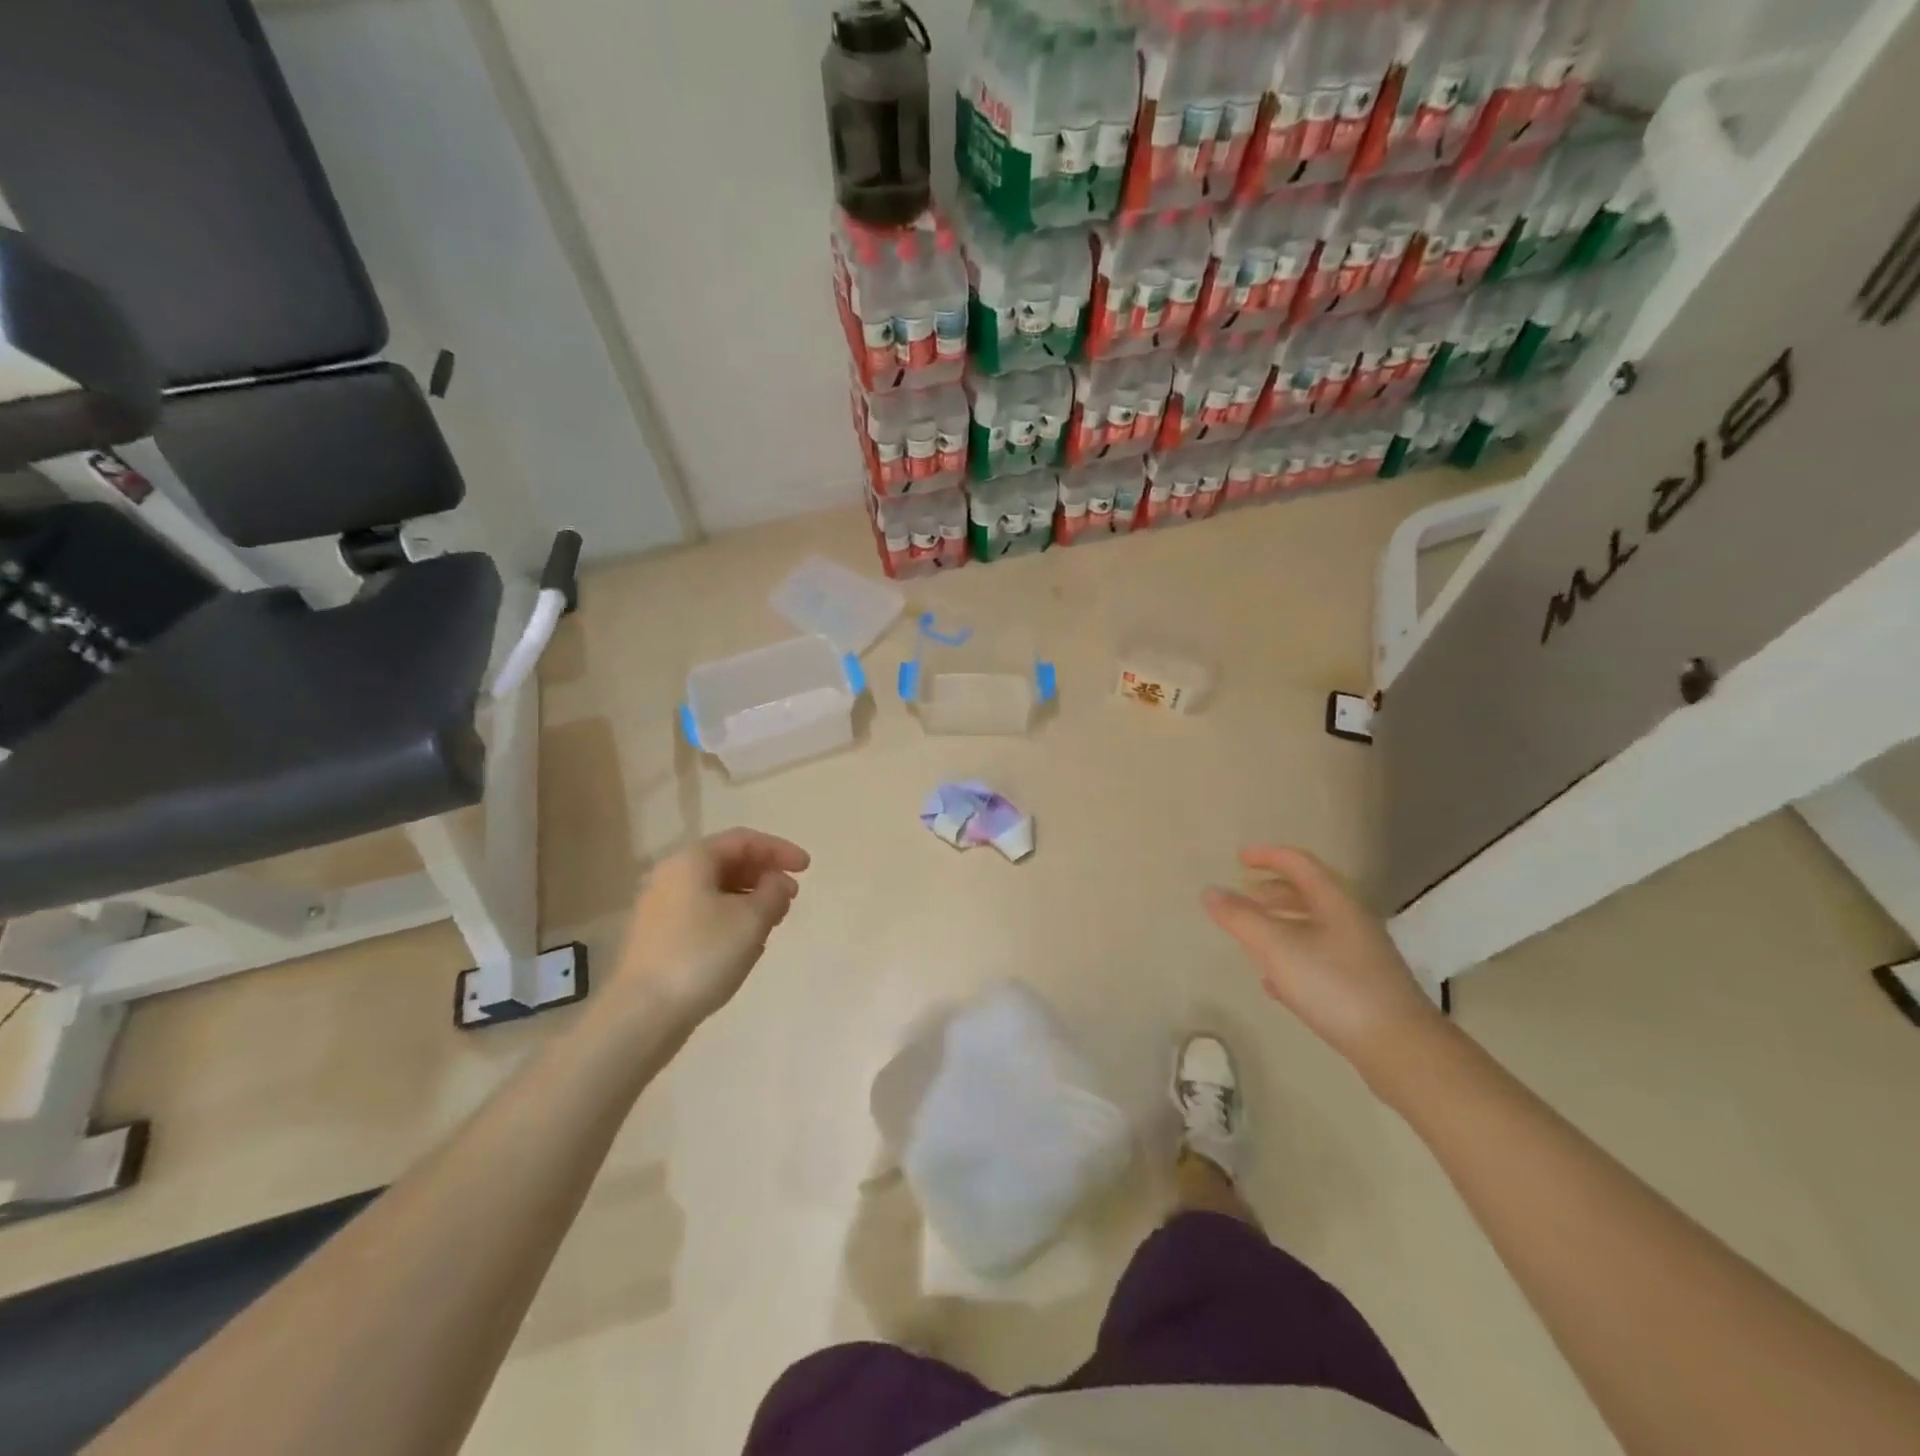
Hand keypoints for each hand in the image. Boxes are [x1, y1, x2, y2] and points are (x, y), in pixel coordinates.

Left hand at [613, 829, 810, 1025]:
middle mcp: (671, 876)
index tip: (806, 868)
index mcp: (692, 861)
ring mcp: (661, 909)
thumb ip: (773, 892)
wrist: (642, 1014)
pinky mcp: (659, 938)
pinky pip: (703, 915)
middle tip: (791, 897)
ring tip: (774, 922)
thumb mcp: (751, 919)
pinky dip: (731, 919)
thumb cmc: (702, 954)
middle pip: (728, 863)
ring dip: (750, 900)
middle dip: (764, 876)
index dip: (779, 850)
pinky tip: (747, 944)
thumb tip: (777, 882)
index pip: (743, 841)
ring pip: (716, 891)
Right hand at [1203, 845, 1445, 1078]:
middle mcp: (1351, 922)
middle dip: (1273, 891)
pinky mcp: (1362, 988)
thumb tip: (1210, 891)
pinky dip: (1293, 958)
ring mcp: (1361, 956)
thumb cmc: (1335, 986)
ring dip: (1281, 925)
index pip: (1299, 864)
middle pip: (1309, 894)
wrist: (1400, 1049)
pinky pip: (1320, 960)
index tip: (1240, 857)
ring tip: (1253, 936)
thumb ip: (1241, 918)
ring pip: (1314, 928)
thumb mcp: (1277, 948)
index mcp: (1335, 903)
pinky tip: (1275, 983)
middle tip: (1244, 895)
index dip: (1268, 856)